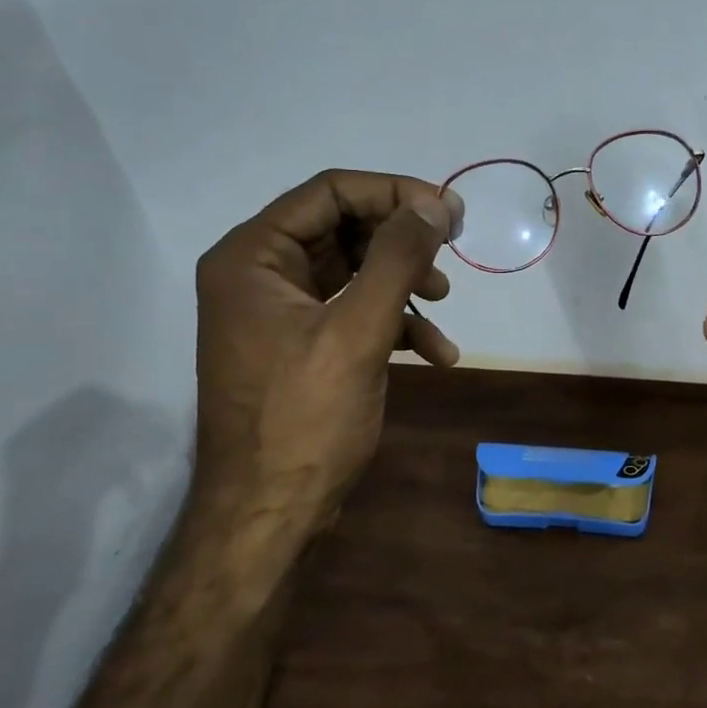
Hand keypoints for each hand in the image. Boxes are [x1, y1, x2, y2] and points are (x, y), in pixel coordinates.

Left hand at [193, 170, 462, 524]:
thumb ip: (396, 259)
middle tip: (453, 250)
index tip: (449, 212)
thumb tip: (435, 204)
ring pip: (354, 272)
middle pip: (343, 229)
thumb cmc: (304, 419)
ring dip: (403, 282)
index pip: (329, 193)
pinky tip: (437, 352)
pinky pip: (354, 313)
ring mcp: (280, 313)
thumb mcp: (357, 332)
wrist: (268, 514)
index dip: (393, 193)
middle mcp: (260, 275)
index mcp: (253, 258)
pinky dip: (395, 323)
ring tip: (443, 302)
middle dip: (401, 241)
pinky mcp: (302, 346)